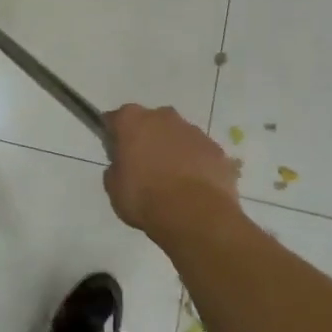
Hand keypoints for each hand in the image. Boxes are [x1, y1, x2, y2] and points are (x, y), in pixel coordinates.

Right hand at [102, 104, 239, 235]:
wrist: (195, 215)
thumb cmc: (145, 198)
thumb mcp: (114, 188)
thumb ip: (116, 169)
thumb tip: (123, 166)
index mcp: (132, 121)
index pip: (115, 119)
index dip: (114, 135)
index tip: (115, 153)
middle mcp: (163, 117)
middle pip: (150, 122)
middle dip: (146, 138)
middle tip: (143, 167)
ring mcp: (194, 131)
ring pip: (178, 136)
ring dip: (172, 150)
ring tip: (172, 181)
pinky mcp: (217, 149)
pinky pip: (200, 152)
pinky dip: (195, 164)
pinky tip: (193, 188)